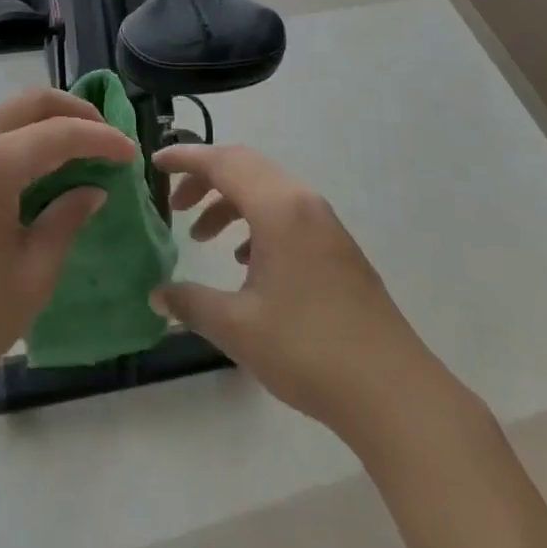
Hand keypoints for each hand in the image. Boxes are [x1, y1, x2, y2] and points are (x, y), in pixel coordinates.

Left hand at [0, 88, 135, 412]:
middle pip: (25, 104)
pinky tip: (13, 185)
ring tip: (63, 161)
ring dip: (34, 131)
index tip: (130, 152)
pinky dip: (0, 150)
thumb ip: (66, 218)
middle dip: (72, 112)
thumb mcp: (32, 275)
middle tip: (103, 136)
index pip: (59, 132)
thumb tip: (91, 188)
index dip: (102, 138)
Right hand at [152, 144, 449, 438]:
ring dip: (230, 201)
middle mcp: (302, 201)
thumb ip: (191, 303)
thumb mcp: (238, 327)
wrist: (391, 389)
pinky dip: (256, 221)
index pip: (223, 162)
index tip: (155, 163)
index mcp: (278, 207)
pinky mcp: (336, 245)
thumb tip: (156, 294)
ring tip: (203, 237)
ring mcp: (324, 222)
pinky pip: (285, 212)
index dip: (186, 158)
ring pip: (266, 189)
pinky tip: (246, 261)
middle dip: (205, 178)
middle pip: (245, 166)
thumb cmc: (307, 349)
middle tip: (175, 204)